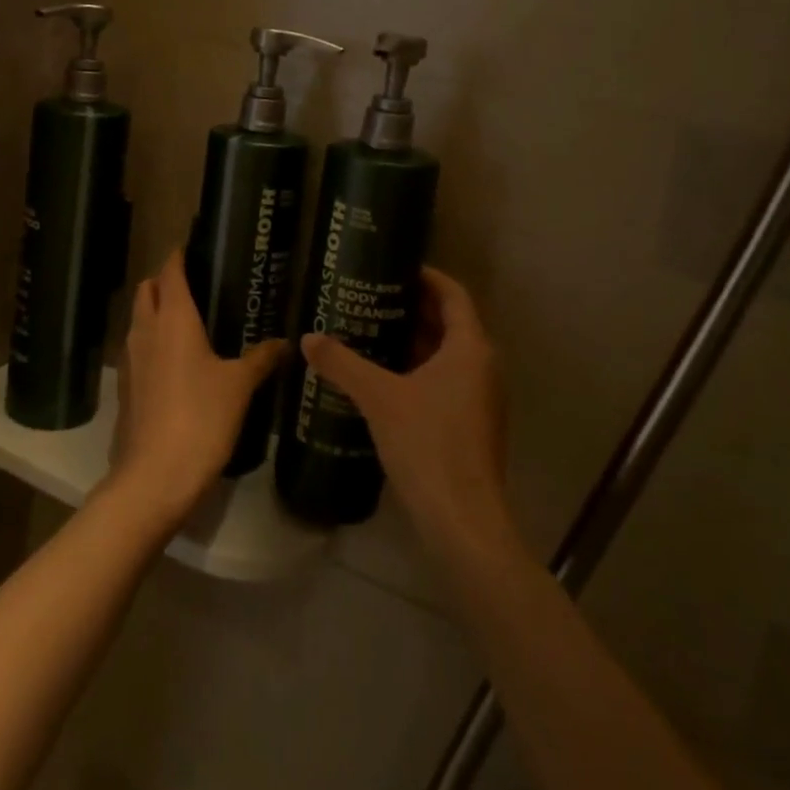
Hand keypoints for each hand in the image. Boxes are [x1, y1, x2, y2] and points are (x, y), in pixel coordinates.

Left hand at [106, 252, 290, 525]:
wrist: (154, 476)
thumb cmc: (201, 418)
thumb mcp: (239, 386)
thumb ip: (261, 359)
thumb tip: (285, 342)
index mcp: (173, 318)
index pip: (171, 271)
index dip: (180, 255)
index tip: (194, 247)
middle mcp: (146, 329)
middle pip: (148, 289)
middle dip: (165, 280)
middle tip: (196, 285)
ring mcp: (131, 358)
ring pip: (139, 318)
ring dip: (156, 311)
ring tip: (189, 321)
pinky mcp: (126, 386)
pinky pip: (138, 348)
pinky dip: (152, 342)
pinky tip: (177, 361)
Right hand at [300, 266, 512, 553]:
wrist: (463, 522)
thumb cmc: (428, 445)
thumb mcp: (379, 397)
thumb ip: (343, 363)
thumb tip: (308, 338)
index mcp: (470, 348)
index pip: (453, 294)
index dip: (425, 276)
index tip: (393, 266)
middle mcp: (482, 366)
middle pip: (450, 322)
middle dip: (412, 308)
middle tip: (371, 297)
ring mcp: (480, 398)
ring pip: (446, 354)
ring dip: (413, 341)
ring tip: (370, 331)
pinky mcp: (471, 424)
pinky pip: (445, 380)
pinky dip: (418, 369)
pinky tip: (383, 378)